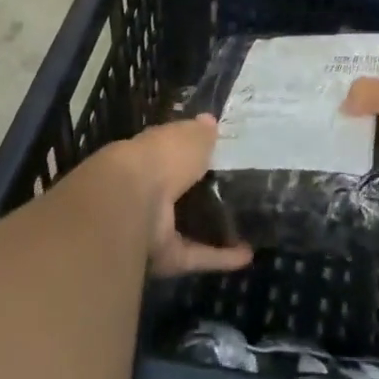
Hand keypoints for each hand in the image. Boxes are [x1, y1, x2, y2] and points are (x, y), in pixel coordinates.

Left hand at [106, 116, 254, 277]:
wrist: (130, 205)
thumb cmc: (160, 158)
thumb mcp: (188, 137)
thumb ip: (200, 134)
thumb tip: (209, 121)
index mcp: (149, 154)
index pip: (170, 149)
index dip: (189, 147)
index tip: (215, 148)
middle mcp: (147, 189)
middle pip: (176, 190)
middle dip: (198, 191)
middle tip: (235, 190)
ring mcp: (152, 225)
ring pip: (185, 226)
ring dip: (212, 228)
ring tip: (246, 225)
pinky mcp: (163, 257)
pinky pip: (194, 255)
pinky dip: (219, 257)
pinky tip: (247, 255)